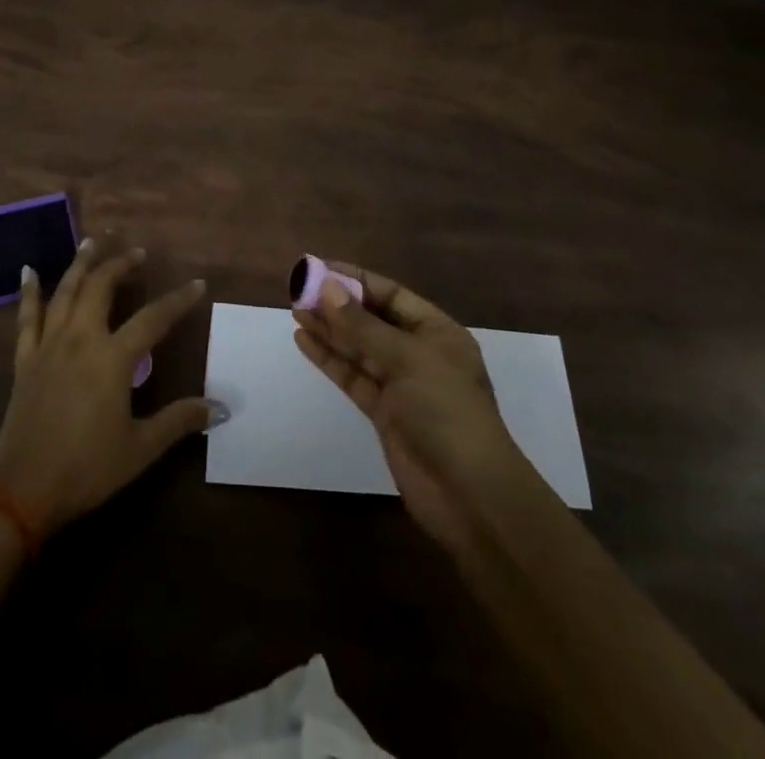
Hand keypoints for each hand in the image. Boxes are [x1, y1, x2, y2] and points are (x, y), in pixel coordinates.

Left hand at [0, 235, 216, 539]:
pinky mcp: (25, 359)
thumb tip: (221, 407)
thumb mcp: (140, 448)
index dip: (178, 300)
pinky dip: (29, 292)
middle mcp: (81, 340)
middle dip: (121, 265)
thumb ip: (179, 421)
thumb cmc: (87, 468)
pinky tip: (29, 270)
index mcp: (113, 359)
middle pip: (101, 288)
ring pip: (65, 292)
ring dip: (80, 264)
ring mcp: (48, 346)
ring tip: (92, 242)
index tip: (197, 283)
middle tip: (137, 253)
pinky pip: (27, 317)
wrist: (22, 490)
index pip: (153, 319)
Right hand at [293, 264, 532, 552]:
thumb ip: (362, 326)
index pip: (391, 294)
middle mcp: (419, 353)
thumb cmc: (446, 411)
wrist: (469, 495)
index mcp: (436, 331)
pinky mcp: (384, 413)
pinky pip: (353, 376)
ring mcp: (401, 385)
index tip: (318, 269)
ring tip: (295, 311)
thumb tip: (326, 288)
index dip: (355, 280)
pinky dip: (330, 359)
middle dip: (338, 305)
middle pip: (372, 320)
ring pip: (359, 348)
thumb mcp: (406, 359)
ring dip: (329, 330)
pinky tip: (305, 342)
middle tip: (298, 291)